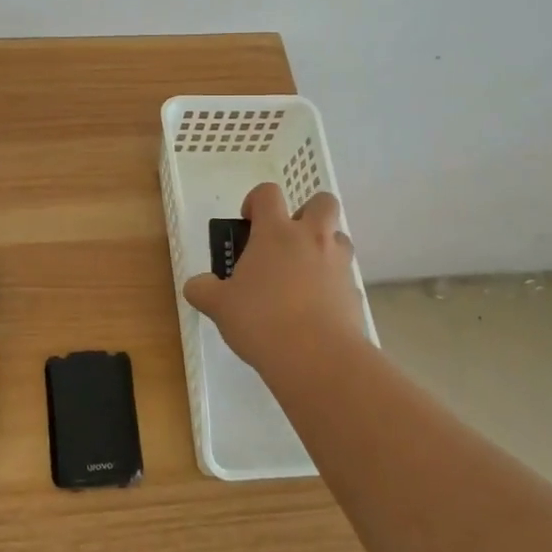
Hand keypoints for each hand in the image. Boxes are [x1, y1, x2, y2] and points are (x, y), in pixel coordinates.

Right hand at [184, 185, 368, 374]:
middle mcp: (311, 238)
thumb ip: (204, 290)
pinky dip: (332, 284)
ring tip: (302, 274)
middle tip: (286, 240)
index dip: (256, 201)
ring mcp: (338, 264)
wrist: (318, 357)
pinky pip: (344, 276)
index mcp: (276, 233)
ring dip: (323, 247)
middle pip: (322, 202)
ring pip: (339, 238)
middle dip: (306, 212)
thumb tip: (197, 285)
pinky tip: (315, 309)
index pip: (268, 193)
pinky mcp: (355, 292)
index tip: (249, 223)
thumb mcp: (219, 306)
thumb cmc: (261, 320)